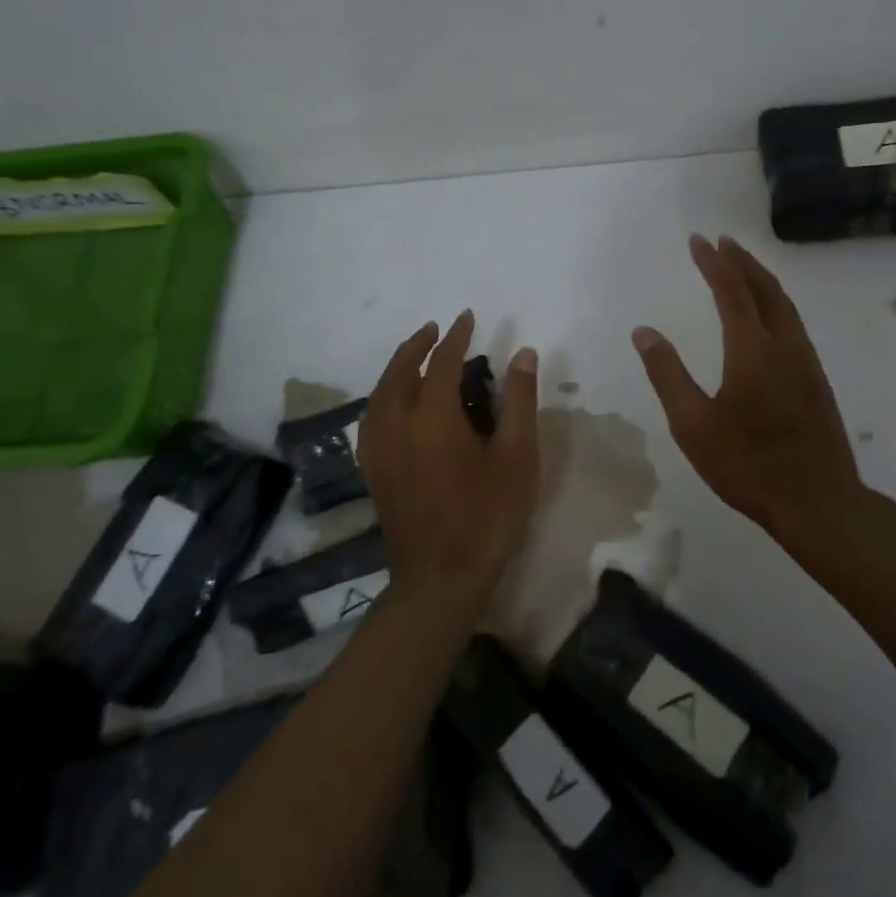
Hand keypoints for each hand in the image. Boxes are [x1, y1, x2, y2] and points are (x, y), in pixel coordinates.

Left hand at [359, 311, 539, 623]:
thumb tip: (523, 352)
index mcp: (432, 417)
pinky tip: (395, 403)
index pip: (441, 361)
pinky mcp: (374, 470)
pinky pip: (372, 417)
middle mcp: (397, 424)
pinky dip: (383, 396)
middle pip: (399, 370)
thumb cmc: (487, 515)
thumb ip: (519, 400)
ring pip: (380, 393)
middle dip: (417, 345)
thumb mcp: (517, 456)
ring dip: (397, 366)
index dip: (455, 336)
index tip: (466, 317)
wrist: (440, 579)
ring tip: (415, 356)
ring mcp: (379, 449)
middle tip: (435, 328)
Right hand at [632, 235, 864, 538]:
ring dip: (761, 278)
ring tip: (742, 265)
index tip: (698, 240)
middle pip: (764, 288)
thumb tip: (643, 332)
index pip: (731, 291)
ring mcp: (806, 360)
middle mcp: (784, 344)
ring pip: (784, 303)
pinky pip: (793, 322)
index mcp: (752, 349)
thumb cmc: (748, 464)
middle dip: (741, 261)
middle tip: (721, 242)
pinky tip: (768, 313)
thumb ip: (667, 374)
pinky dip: (775, 301)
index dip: (714, 263)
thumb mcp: (693, 424)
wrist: (819, 501)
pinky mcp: (816, 378)